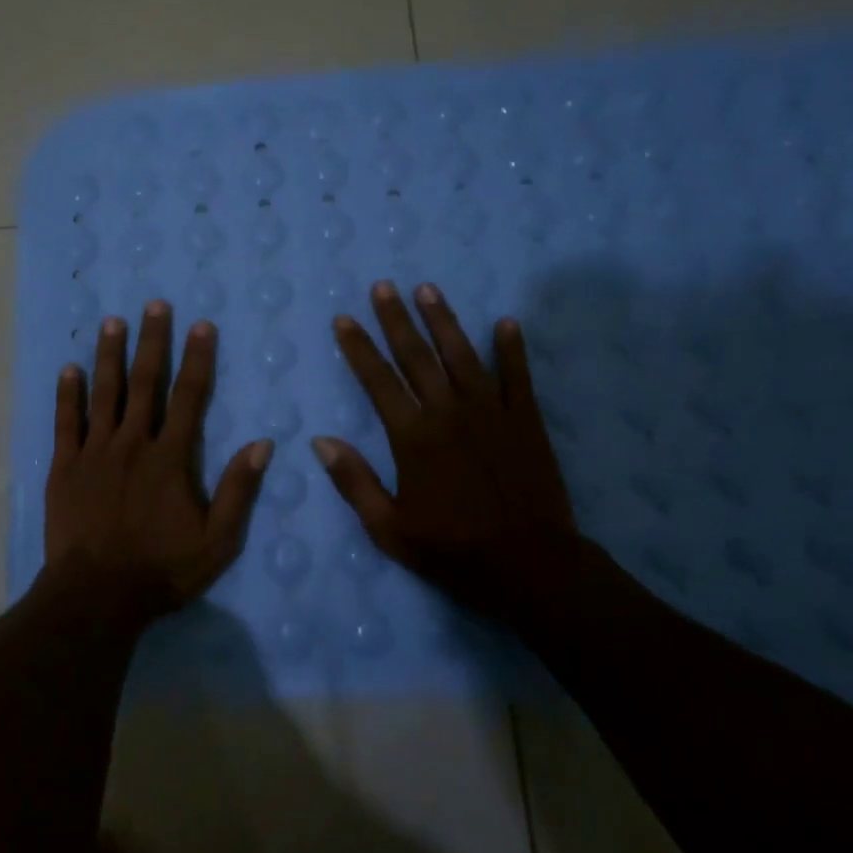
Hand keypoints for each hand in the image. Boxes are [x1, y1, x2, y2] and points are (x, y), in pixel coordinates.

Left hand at [41, 302, 273, 625]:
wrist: (97, 595)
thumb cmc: (162, 569)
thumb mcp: (218, 540)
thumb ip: (238, 490)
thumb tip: (263, 444)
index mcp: (171, 458)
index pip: (189, 397)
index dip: (197, 359)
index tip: (201, 325)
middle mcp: (133, 443)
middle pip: (145, 383)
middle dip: (152, 341)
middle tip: (154, 305)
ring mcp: (95, 452)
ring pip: (104, 393)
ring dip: (109, 355)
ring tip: (111, 322)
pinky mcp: (65, 466)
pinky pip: (66, 422)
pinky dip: (67, 394)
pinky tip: (68, 368)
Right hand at [312, 281, 578, 619]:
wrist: (531, 566)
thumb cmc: (453, 550)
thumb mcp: (389, 528)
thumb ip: (354, 482)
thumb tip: (321, 441)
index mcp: (413, 437)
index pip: (378, 381)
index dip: (358, 348)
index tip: (344, 319)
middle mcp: (449, 413)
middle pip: (417, 356)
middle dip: (396, 319)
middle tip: (383, 286)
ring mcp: (491, 413)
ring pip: (462, 355)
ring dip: (444, 320)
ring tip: (428, 289)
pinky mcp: (525, 421)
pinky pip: (517, 377)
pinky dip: (512, 349)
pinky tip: (506, 322)